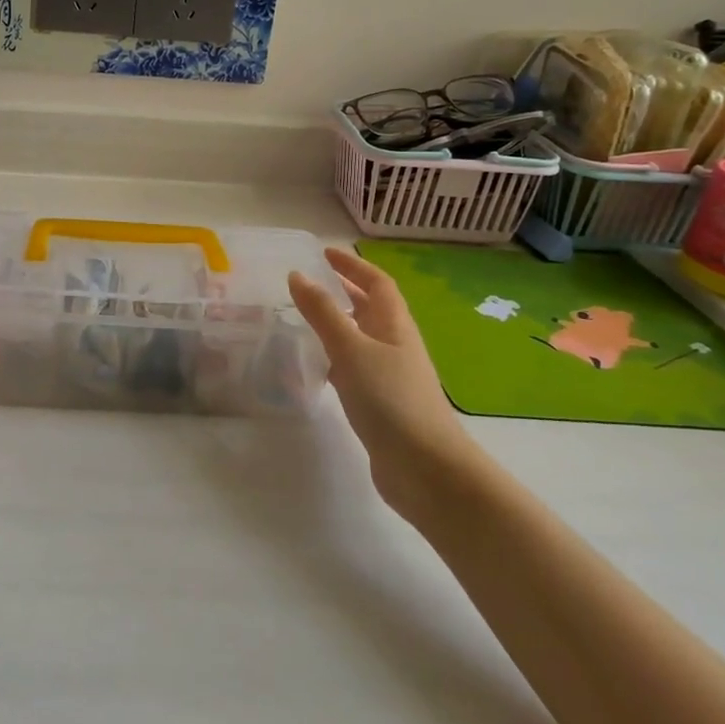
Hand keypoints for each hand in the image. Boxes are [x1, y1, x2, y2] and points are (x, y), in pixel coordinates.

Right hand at [288, 247, 473, 508]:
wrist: (426, 469)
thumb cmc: (390, 399)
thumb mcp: (351, 349)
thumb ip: (322, 312)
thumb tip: (298, 275)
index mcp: (394, 325)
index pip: (377, 283)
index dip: (353, 265)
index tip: (325, 254)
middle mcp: (395, 345)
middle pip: (371, 308)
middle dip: (344, 291)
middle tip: (310, 283)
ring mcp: (389, 376)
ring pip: (360, 338)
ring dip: (337, 324)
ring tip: (303, 318)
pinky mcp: (380, 404)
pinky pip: (354, 368)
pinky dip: (334, 357)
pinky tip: (315, 366)